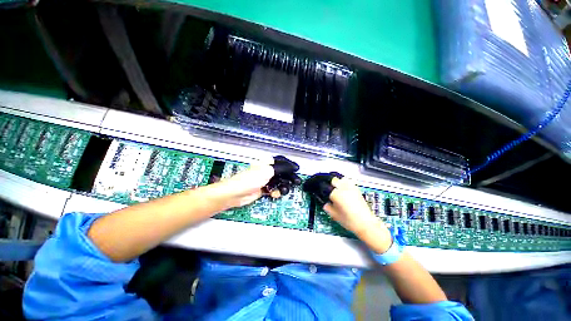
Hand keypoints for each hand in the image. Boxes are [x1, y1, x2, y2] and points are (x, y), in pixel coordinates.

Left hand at [215, 156, 300, 208]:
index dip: (290, 165)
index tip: (297, 169)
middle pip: (282, 172)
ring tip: (282, 190)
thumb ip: (283, 168)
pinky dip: (276, 192)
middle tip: (296, 182)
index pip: (282, 161)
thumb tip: (294, 167)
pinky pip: (274, 189)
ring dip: (283, 186)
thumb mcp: (268, 171)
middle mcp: (267, 170)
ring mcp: (265, 180)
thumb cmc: (250, 179)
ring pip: (279, 182)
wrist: (236, 193)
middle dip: (289, 177)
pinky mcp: (264, 189)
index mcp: (267, 162)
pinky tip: (274, 194)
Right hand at [304, 173, 392, 252]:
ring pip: (340, 178)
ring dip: (335, 180)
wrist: (366, 224)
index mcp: (337, 194)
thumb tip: (323, 201)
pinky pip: (347, 181)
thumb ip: (326, 206)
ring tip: (332, 186)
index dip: (318, 186)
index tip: (315, 188)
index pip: (324, 186)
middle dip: (326, 182)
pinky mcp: (356, 189)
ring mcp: (351, 187)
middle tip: (324, 187)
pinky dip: (342, 182)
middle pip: (332, 179)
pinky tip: (341, 187)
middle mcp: (344, 188)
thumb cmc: (350, 221)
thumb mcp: (334, 215)